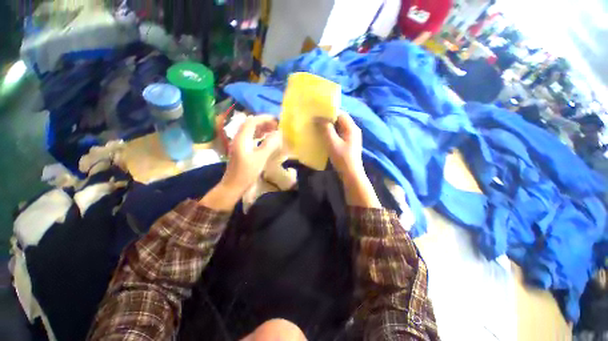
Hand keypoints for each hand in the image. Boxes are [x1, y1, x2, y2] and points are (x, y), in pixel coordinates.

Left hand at [200, 115, 280, 210]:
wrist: (233, 186)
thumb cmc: (246, 173)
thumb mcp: (260, 158)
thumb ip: (269, 144)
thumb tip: (278, 133)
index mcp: (242, 138)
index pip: (252, 121)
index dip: (264, 118)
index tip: (276, 120)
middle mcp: (239, 138)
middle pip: (250, 124)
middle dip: (264, 122)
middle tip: (276, 125)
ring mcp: (239, 144)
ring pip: (250, 131)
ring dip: (261, 128)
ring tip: (273, 130)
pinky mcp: (241, 149)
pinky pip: (250, 137)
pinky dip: (259, 135)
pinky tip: (265, 138)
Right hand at [316, 114, 364, 180]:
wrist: (351, 174)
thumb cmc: (342, 158)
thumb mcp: (332, 142)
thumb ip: (326, 129)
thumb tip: (319, 118)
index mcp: (351, 128)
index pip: (341, 114)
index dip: (329, 112)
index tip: (318, 113)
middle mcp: (353, 130)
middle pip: (340, 120)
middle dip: (328, 119)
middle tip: (316, 120)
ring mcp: (351, 137)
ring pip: (339, 128)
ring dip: (329, 127)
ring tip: (318, 127)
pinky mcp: (348, 144)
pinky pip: (339, 134)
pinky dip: (332, 133)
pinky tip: (324, 136)